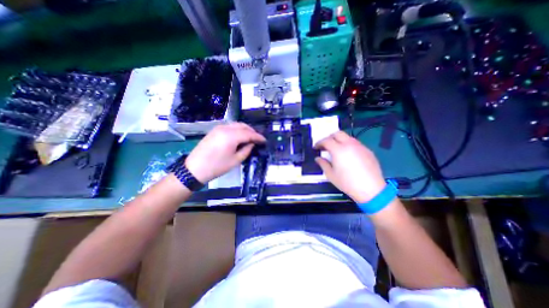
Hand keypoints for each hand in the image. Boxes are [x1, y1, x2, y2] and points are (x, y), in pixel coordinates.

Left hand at [184, 123, 266, 183]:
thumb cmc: (217, 167)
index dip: (258, 137)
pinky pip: (230, 126)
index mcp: (231, 136)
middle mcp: (225, 128)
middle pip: (243, 126)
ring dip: (245, 129)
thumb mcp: (235, 160)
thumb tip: (252, 143)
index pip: (249, 134)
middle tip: (258, 139)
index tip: (265, 140)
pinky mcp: (214, 130)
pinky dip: (237, 130)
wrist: (194, 168)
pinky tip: (240, 136)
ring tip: (251, 137)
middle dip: (252, 131)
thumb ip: (246, 150)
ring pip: (236, 125)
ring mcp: (218, 128)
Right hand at [315, 132, 387, 202]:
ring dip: (339, 140)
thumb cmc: (347, 183)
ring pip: (347, 137)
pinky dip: (349, 145)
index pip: (326, 140)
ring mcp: (360, 146)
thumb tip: (318, 158)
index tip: (316, 148)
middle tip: (326, 146)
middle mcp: (349, 144)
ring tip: (336, 150)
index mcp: (338, 150)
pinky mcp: (368, 150)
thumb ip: (323, 164)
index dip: (319, 143)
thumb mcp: (331, 174)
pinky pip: (355, 144)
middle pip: (337, 133)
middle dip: (329, 137)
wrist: (371, 189)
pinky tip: (348, 156)